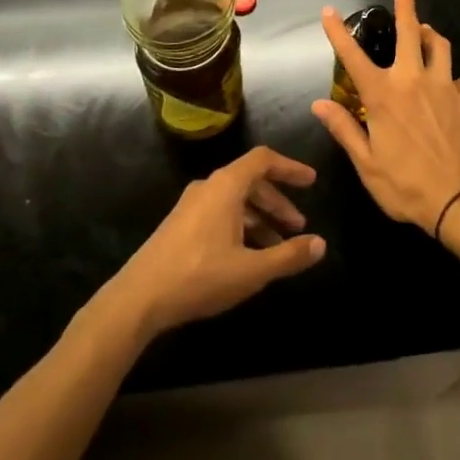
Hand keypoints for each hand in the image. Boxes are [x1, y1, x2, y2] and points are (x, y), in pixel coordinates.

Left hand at [102, 147, 325, 339]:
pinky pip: (220, 213)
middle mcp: (209, 186)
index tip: (311, 181)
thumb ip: (288, 256)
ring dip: (260, 218)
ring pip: (235, 200)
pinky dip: (241, 226)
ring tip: (278, 247)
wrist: (138, 299)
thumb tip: (320, 244)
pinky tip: (248, 255)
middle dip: (278, 202)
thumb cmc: (199, 276)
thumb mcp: (251, 270)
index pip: (264, 160)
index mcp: (226, 186)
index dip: (290, 167)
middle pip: (251, 181)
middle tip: (299, 225)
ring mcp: (191, 205)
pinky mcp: (180, 225)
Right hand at [313, 0, 459, 236]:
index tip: (329, 11)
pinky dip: (456, 80)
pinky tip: (455, 88)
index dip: (338, 32)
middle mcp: (413, 80)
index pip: (353, 57)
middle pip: (410, 33)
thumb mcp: (367, 165)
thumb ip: (345, 129)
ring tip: (427, 32)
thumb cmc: (407, 186)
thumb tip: (319, 103)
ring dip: (432, 36)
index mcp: (384, 96)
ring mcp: (445, 86)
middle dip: (405, 10)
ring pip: (440, 47)